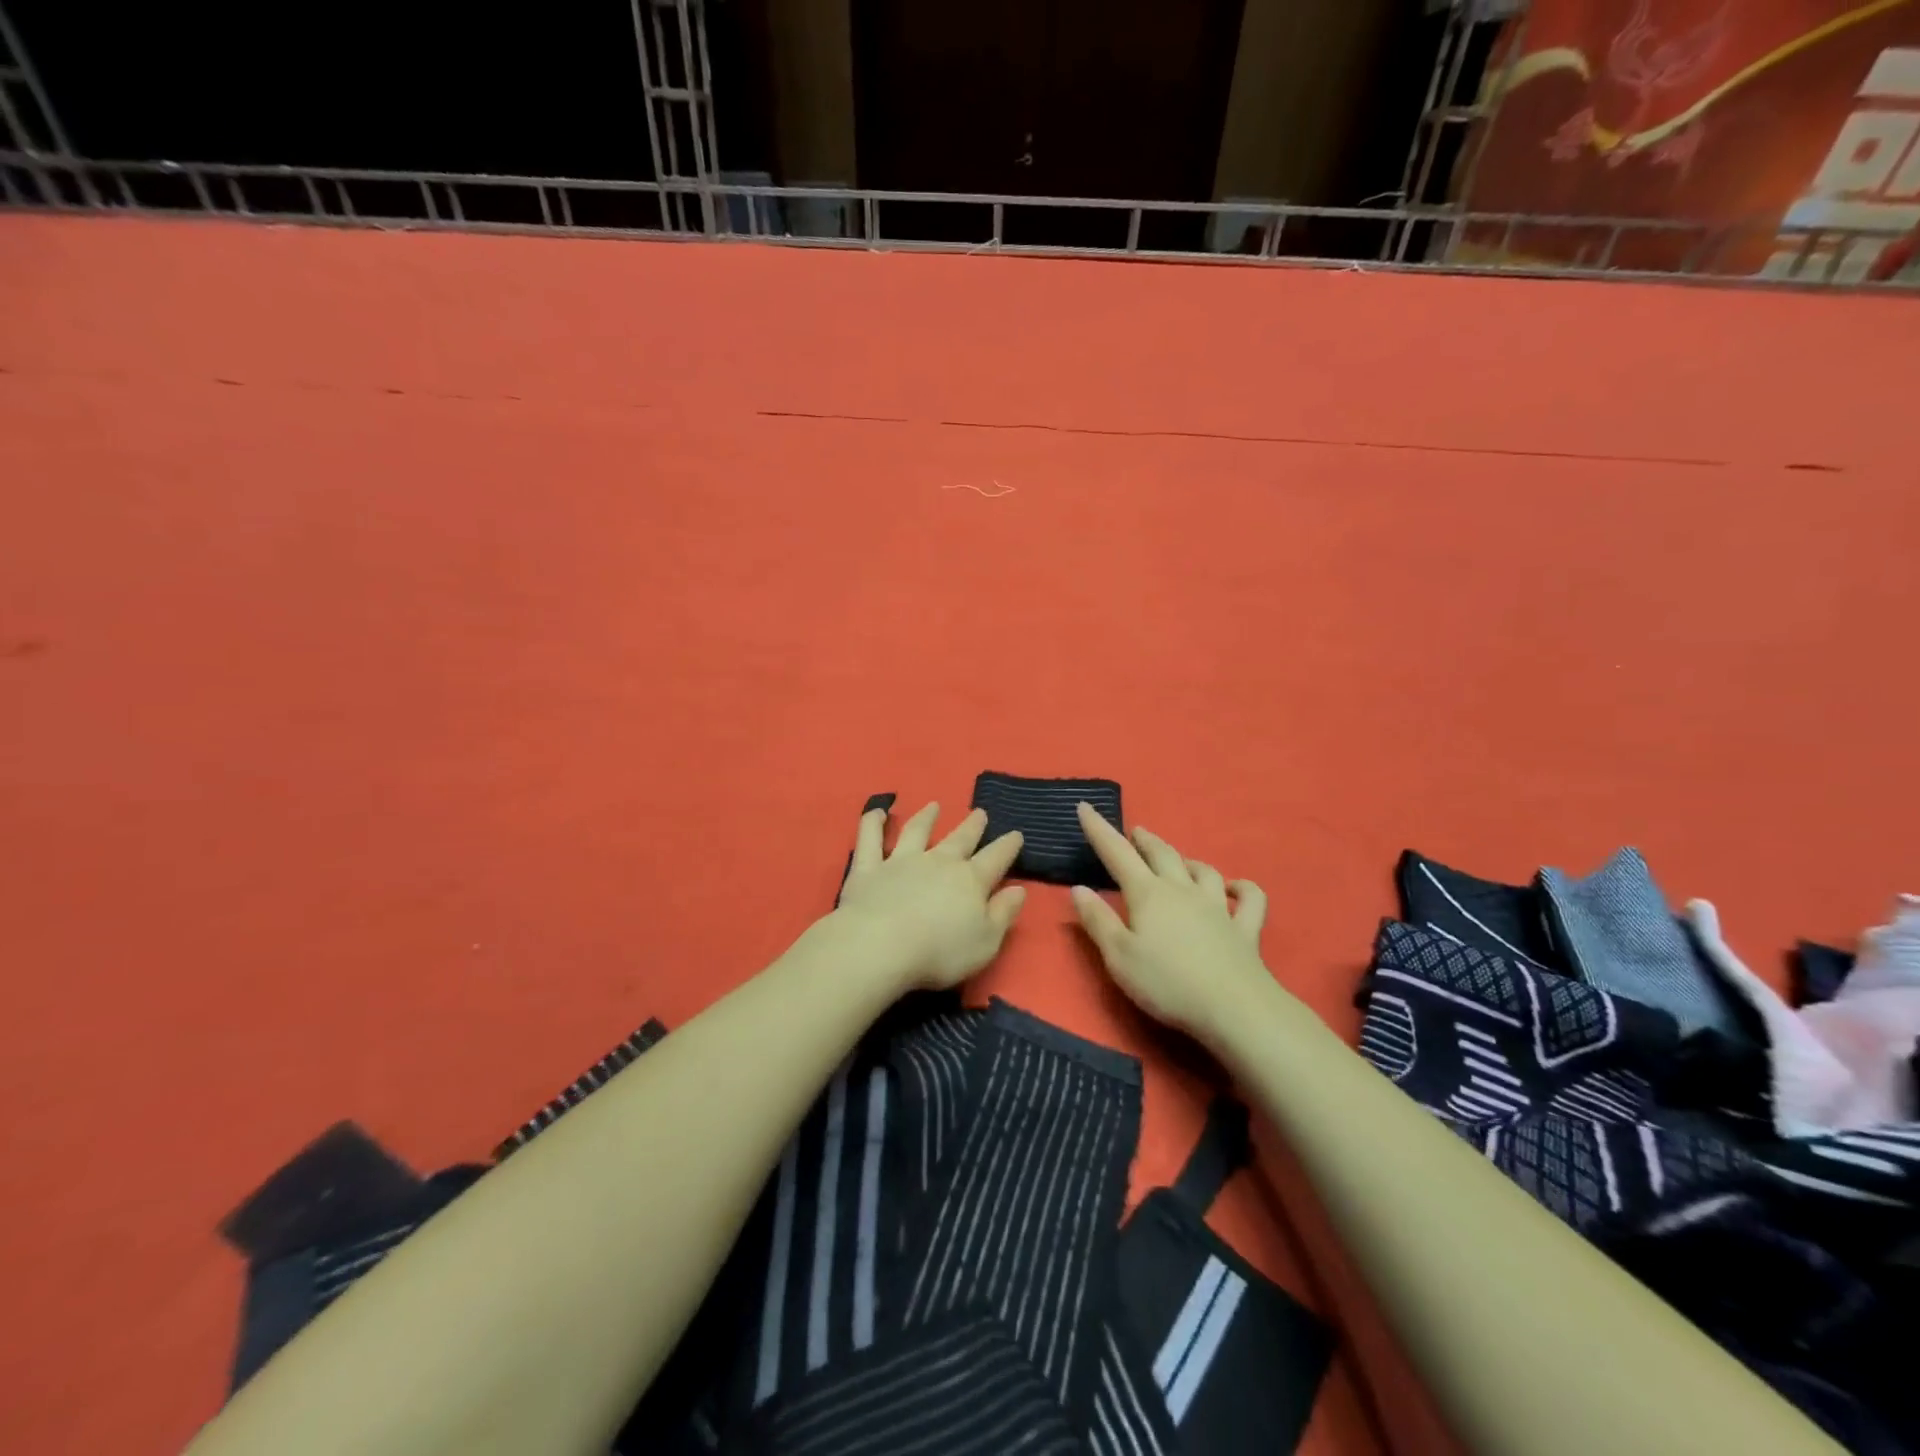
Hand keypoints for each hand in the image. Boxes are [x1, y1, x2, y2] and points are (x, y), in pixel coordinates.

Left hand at [833, 802, 1026, 990]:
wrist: (880, 945)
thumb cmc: (939, 952)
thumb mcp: (985, 942)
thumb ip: (1003, 914)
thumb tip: (1019, 889)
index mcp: (970, 880)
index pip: (996, 858)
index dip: (1008, 846)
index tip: (1016, 834)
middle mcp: (938, 862)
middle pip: (960, 839)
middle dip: (972, 826)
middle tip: (980, 812)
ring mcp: (901, 861)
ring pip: (916, 831)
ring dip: (926, 817)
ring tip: (933, 806)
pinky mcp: (868, 868)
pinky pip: (870, 838)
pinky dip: (872, 823)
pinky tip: (876, 812)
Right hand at [1068, 802, 1270, 1047]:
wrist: (1234, 1008)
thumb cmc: (1167, 983)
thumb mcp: (1118, 956)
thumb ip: (1097, 920)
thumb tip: (1079, 888)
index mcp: (1147, 894)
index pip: (1117, 853)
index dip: (1099, 829)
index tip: (1085, 806)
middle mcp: (1182, 890)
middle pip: (1161, 854)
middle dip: (1144, 840)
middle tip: (1134, 832)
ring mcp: (1218, 907)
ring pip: (1203, 870)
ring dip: (1187, 860)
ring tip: (1177, 860)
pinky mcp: (1245, 928)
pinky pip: (1249, 899)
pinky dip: (1242, 888)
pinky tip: (1235, 888)